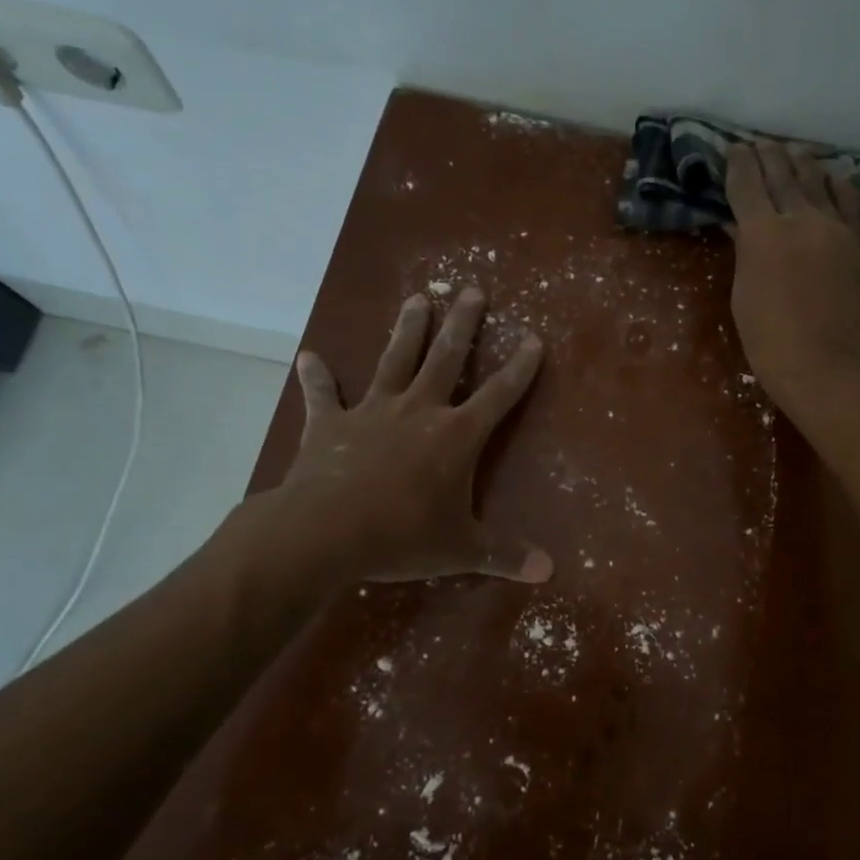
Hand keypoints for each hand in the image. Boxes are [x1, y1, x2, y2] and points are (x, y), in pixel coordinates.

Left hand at [221, 287, 552, 591]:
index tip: (534, 339)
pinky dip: (317, 377)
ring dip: (407, 330)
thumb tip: (549, 571)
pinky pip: (323, 395)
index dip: (520, 368)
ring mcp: (373, 412)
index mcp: (456, 436)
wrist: (325, 533)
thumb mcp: (461, 550)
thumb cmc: (402, 537)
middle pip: (447, 358)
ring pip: (395, 360)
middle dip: (463, 323)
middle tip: (472, 289)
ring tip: (416, 298)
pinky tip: (309, 357)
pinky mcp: (330, 424)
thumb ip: (505, 555)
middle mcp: (419, 411)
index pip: (499, 394)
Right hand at [724, 140, 859, 424]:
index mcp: (764, 233)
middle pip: (784, 175)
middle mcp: (803, 219)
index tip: (734, 149)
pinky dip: (839, 188)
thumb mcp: (745, 297)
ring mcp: (840, 230)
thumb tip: (742, 226)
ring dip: (805, 164)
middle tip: (761, 142)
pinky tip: (837, 181)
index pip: (747, 185)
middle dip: (770, 155)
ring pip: (822, 183)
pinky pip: (851, 206)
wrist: (833, 369)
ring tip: (797, 153)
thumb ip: (746, 253)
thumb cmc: (772, 343)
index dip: (738, 164)